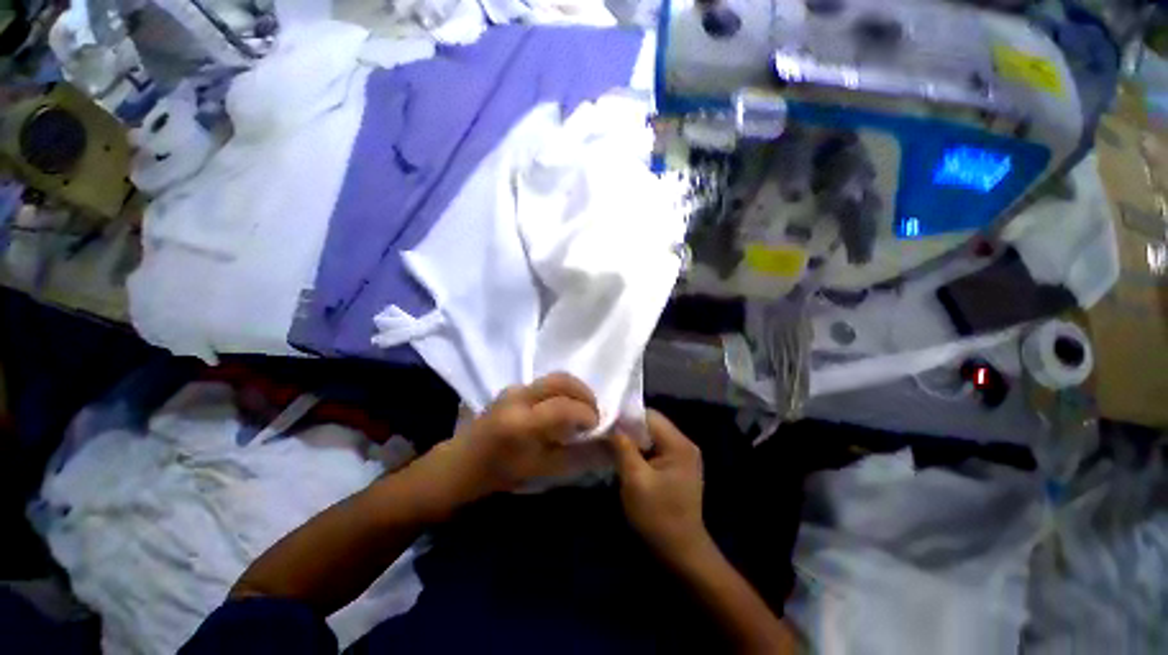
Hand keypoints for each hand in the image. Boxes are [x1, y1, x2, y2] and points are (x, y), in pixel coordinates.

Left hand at [410, 373, 598, 515]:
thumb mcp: (540, 471)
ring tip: (581, 409)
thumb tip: (604, 445)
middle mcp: (518, 397)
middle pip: (562, 381)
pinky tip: (562, 407)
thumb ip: (575, 456)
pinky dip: (561, 390)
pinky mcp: (511, 388)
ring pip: (554, 378)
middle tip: (594, 411)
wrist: (459, 465)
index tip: (597, 426)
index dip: (587, 414)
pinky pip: (544, 383)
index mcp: (522, 423)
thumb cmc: (499, 474)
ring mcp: (513, 389)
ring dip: (574, 390)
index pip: (565, 407)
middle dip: (585, 393)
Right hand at [611, 410, 710, 563]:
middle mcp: (684, 444)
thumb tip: (611, 426)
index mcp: (679, 444)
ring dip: (634, 440)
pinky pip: (656, 448)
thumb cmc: (658, 517)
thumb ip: (623, 448)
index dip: (626, 418)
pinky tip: (627, 458)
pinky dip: (641, 450)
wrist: (681, 552)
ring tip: (613, 446)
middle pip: (652, 424)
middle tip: (607, 436)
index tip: (606, 425)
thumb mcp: (635, 481)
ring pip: (652, 436)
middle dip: (629, 429)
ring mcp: (683, 455)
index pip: (650, 416)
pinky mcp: (678, 466)